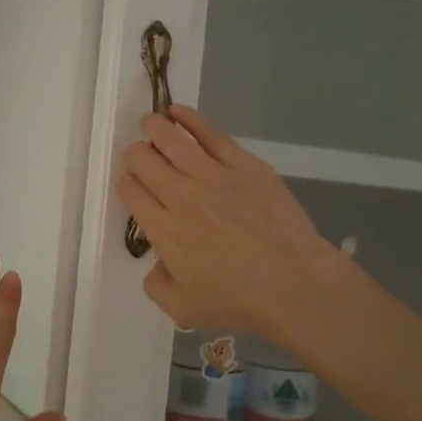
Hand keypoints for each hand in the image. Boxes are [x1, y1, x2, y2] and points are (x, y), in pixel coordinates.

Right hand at [118, 104, 346, 339]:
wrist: (294, 283)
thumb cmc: (238, 300)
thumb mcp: (183, 309)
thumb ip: (156, 286)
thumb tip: (156, 264)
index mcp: (163, 230)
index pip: (130, 191)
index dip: (127, 184)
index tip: (134, 187)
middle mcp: (180, 196)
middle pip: (142, 160)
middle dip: (135, 155)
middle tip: (142, 158)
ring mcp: (213, 176)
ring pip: (170, 139)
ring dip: (153, 127)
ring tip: (149, 123)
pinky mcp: (243, 164)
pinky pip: (209, 133)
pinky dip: (188, 118)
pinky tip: (178, 112)